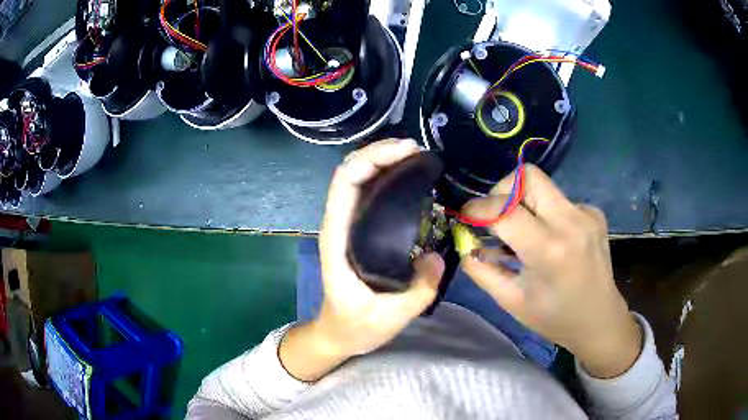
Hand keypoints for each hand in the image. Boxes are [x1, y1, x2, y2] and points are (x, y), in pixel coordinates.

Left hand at [280, 139, 444, 380]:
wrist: (338, 333)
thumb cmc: (356, 326)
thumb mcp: (392, 316)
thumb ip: (419, 288)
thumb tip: (438, 256)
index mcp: (338, 239)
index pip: (346, 183)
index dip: (373, 158)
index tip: (408, 152)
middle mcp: (338, 225)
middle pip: (350, 172)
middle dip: (380, 152)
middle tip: (418, 150)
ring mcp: (347, 226)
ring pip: (358, 179)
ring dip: (383, 160)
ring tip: (416, 157)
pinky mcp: (358, 231)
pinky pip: (369, 193)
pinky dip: (386, 177)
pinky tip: (410, 178)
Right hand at [461, 165, 641, 377]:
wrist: (599, 319)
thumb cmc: (554, 318)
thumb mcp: (510, 300)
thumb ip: (481, 268)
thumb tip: (464, 242)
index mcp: (549, 250)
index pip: (504, 209)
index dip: (477, 209)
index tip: (466, 217)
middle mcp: (571, 222)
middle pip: (527, 176)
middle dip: (502, 191)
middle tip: (495, 217)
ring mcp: (586, 214)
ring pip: (543, 185)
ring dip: (523, 202)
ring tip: (522, 233)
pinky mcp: (594, 213)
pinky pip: (559, 200)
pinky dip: (545, 213)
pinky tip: (550, 239)